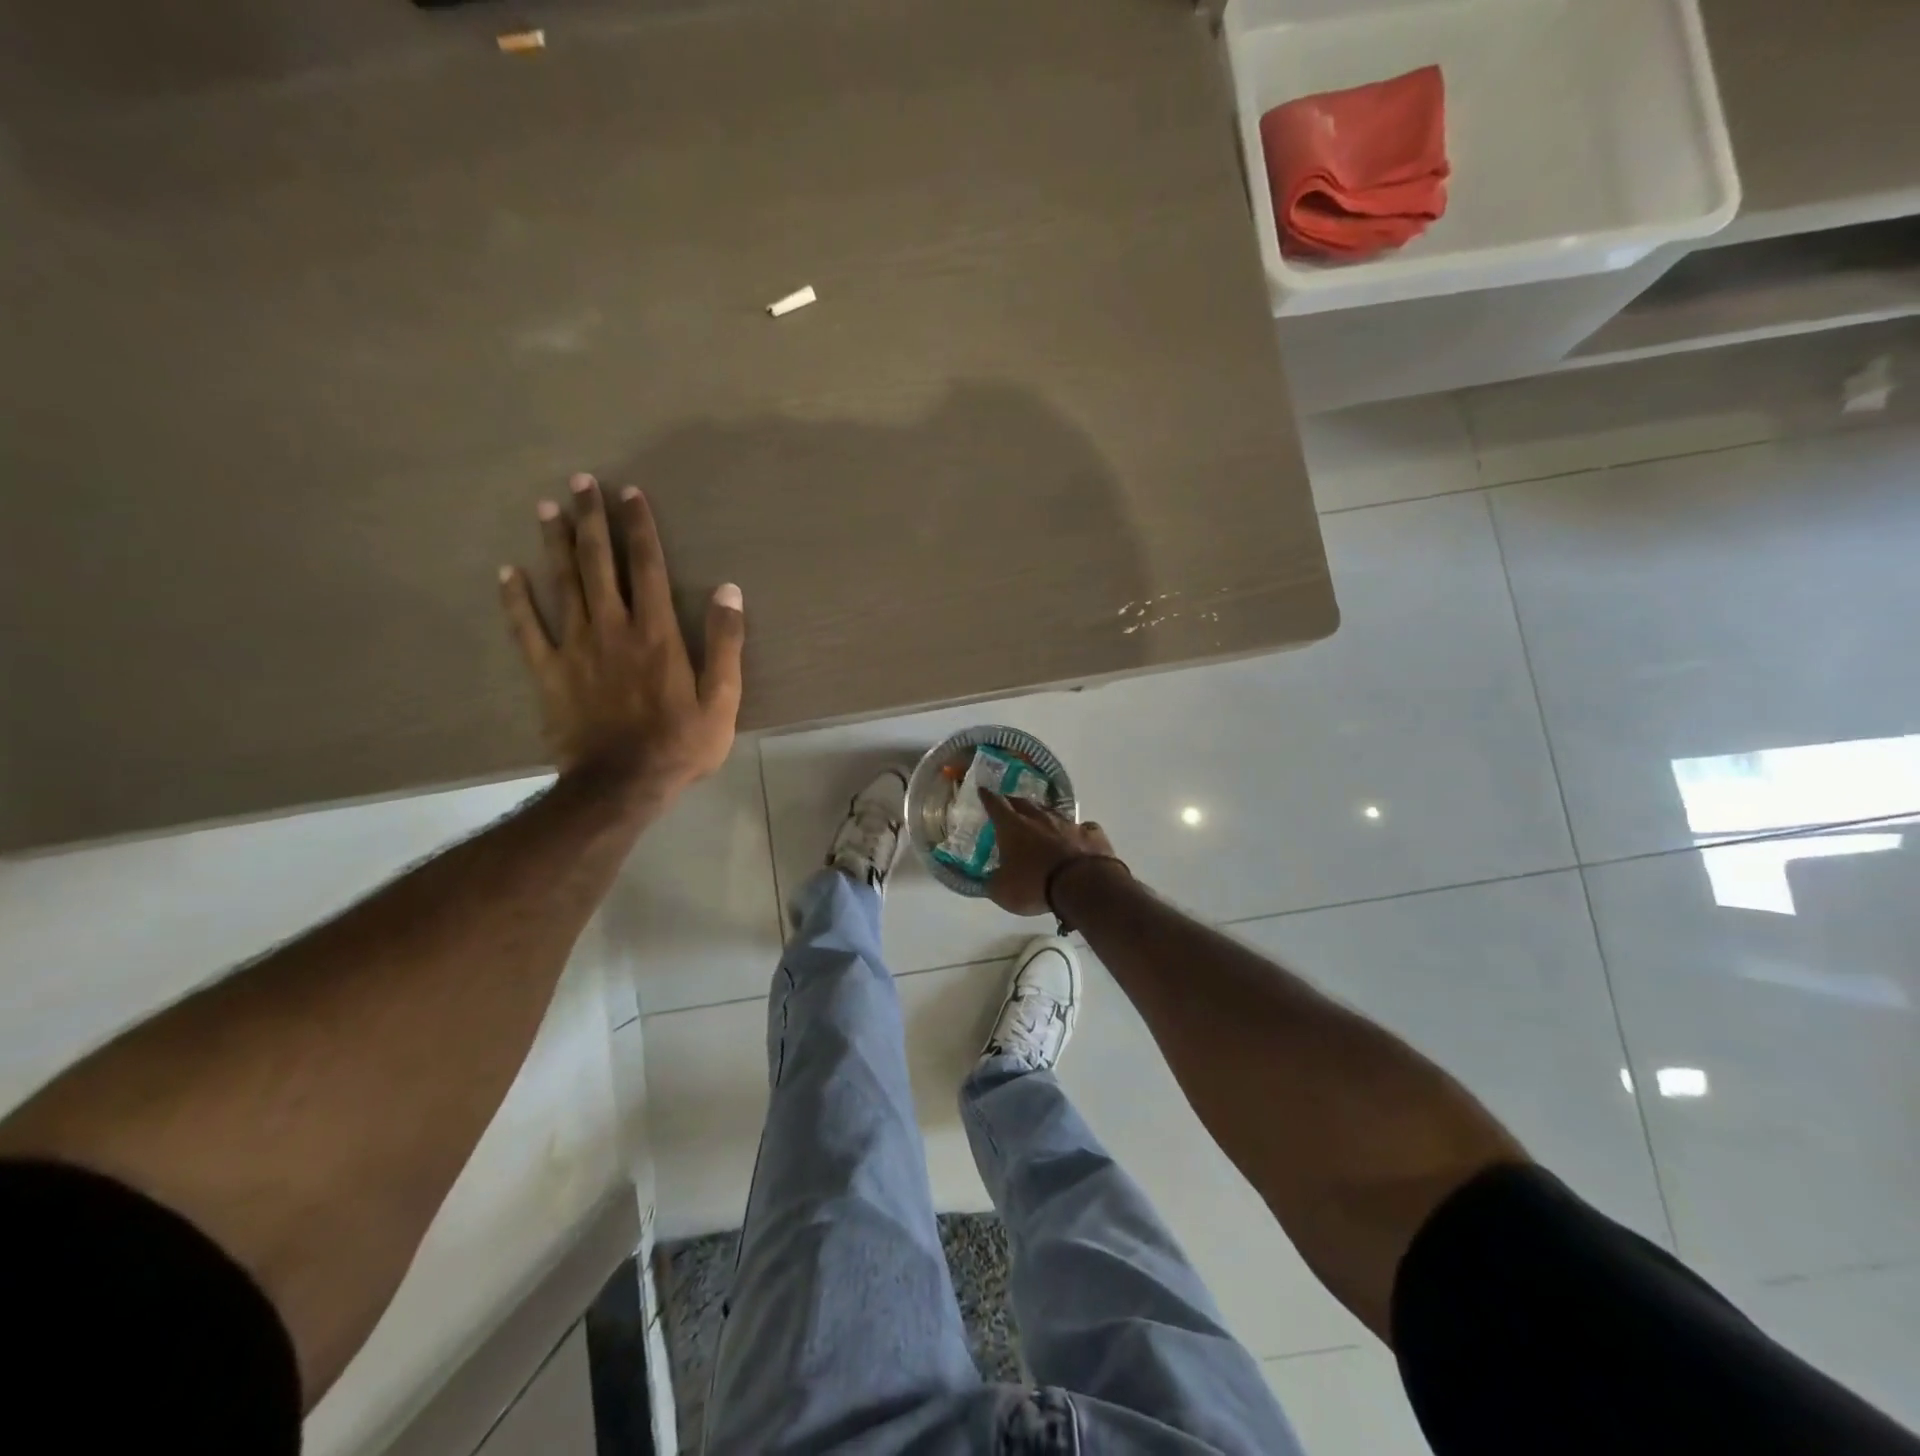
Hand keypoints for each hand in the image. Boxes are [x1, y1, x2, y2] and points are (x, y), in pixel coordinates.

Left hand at [499, 474, 743, 799]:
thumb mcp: (722, 699)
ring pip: (562, 585)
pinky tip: (506, 572)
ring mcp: (575, 649)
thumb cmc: (680, 744)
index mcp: (657, 634)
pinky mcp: (548, 673)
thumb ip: (725, 643)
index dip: (639, 528)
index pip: (647, 567)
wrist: (622, 784)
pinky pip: (527, 629)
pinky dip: (515, 600)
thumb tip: (728, 590)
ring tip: (547, 508)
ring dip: (555, 544)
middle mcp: (613, 629)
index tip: (629, 494)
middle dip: (591, 520)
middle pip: (599, 564)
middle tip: (580, 482)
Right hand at [980, 790, 1121, 916]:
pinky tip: (1077, 839)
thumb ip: (993, 883)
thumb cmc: (1034, 885)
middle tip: (1010, 805)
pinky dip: (1077, 832)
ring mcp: (1068, 823)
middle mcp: (1039, 818)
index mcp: (1013, 827)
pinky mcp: (1092, 834)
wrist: (1083, 886)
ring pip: (1052, 813)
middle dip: (1014, 803)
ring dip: (1044, 816)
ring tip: (1041, 821)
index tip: (983, 789)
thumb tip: (989, 881)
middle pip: (1024, 803)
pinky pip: (1082, 828)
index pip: (996, 805)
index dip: (988, 797)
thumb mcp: (1003, 892)